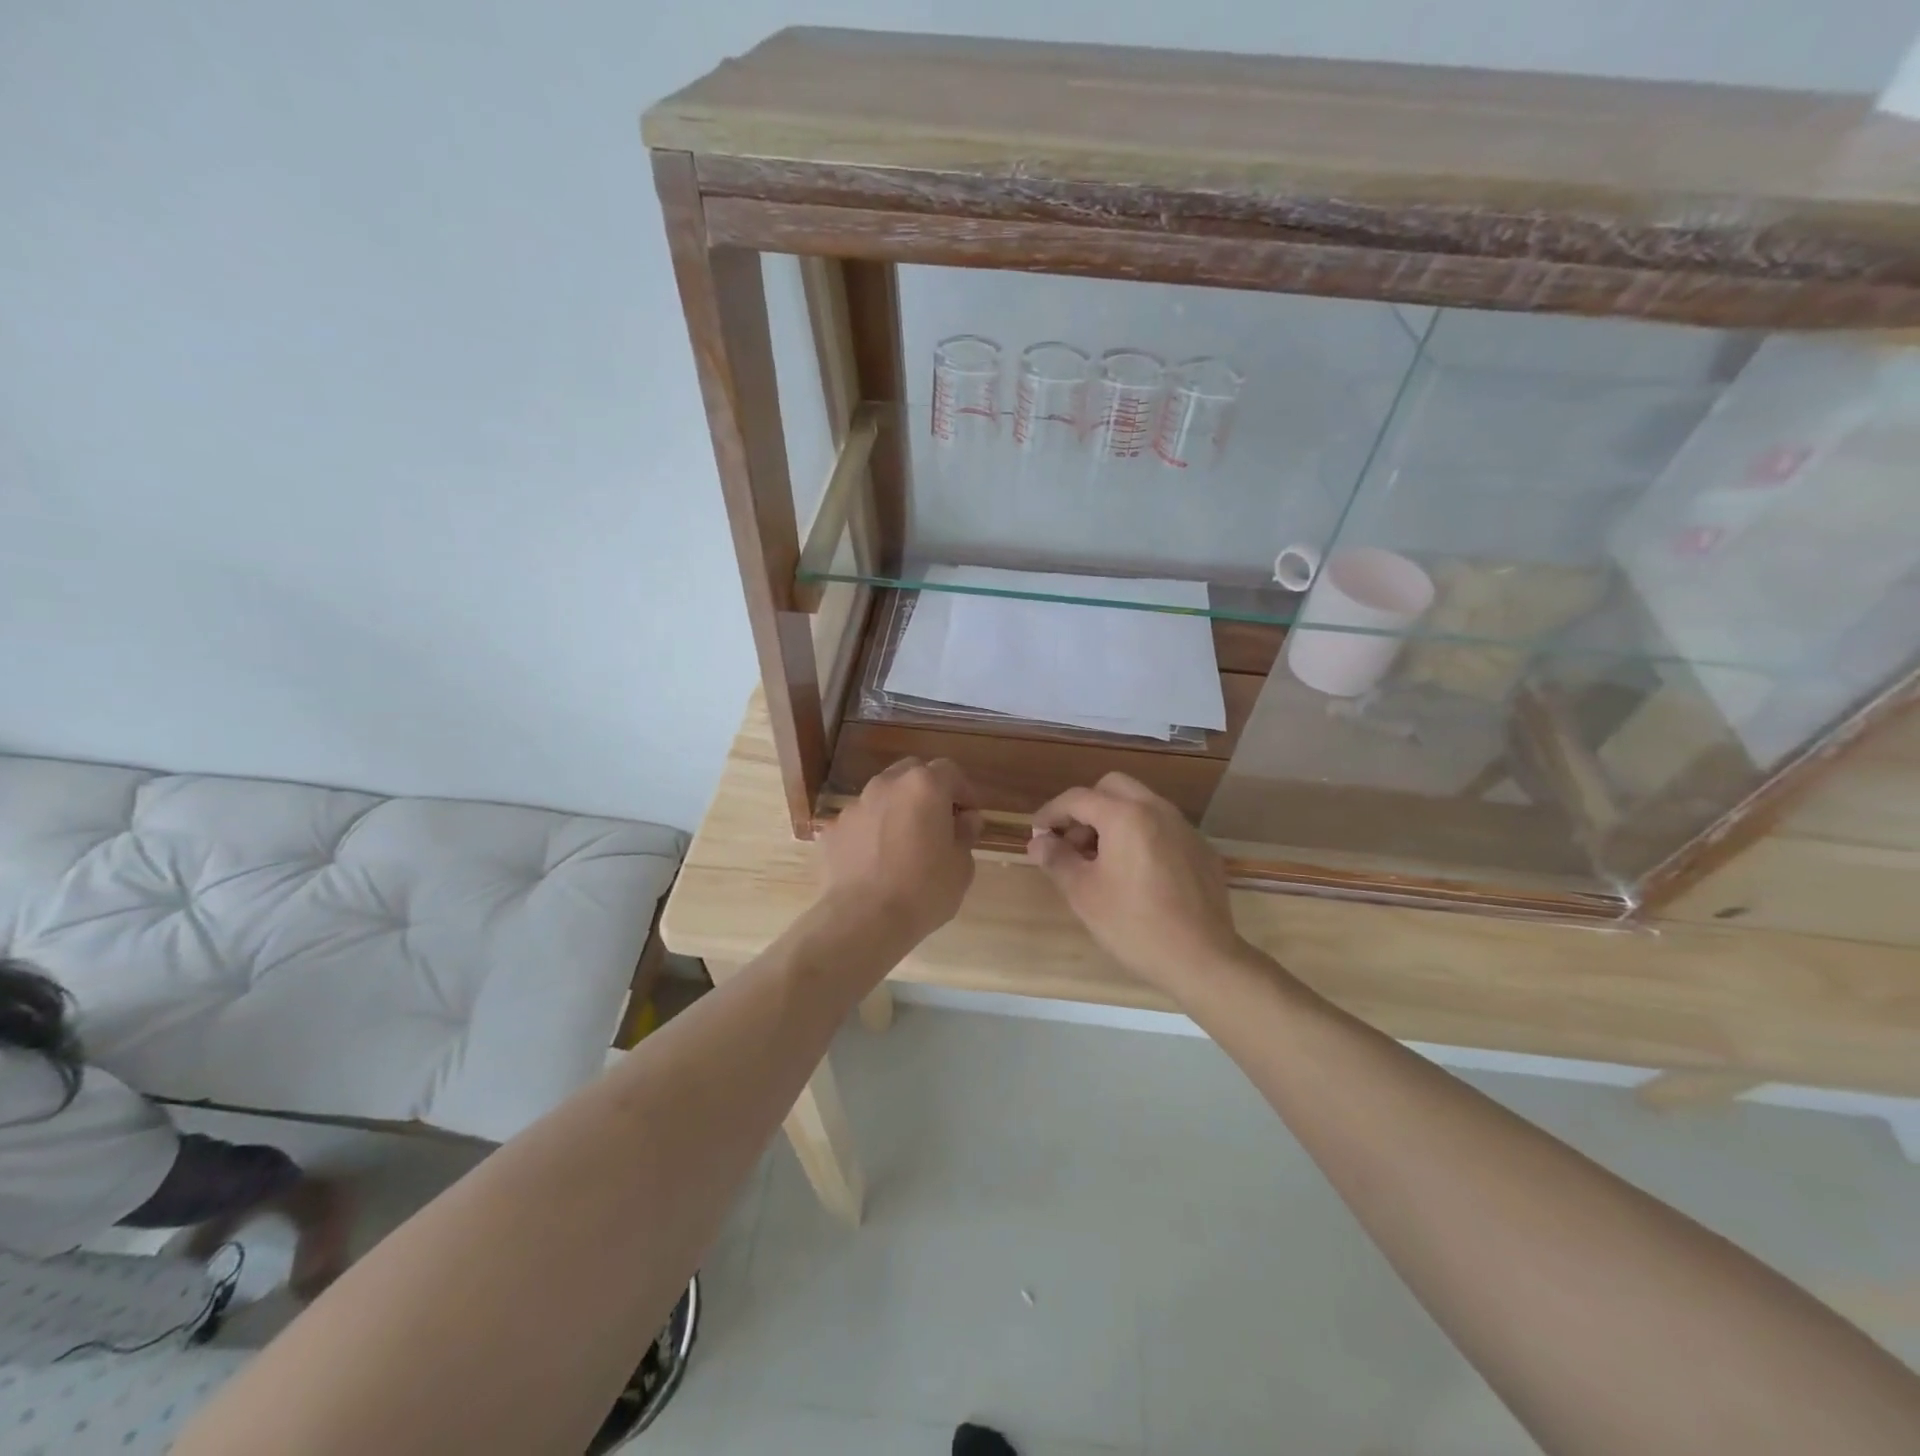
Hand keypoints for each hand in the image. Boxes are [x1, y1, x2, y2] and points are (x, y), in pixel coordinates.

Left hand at [818, 757, 982, 949]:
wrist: (861, 920)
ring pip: (883, 796)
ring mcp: (855, 806)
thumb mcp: (962, 866)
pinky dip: (871, 833)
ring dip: (897, 810)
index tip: (969, 817)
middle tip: (938, 824)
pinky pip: (860, 823)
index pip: (950, 771)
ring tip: (904, 846)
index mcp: (924, 786)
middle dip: (928, 792)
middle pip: (912, 774)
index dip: (963, 792)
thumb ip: (965, 834)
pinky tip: (875, 863)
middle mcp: (887, 785)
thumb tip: (964, 820)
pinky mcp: (832, 829)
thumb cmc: (923, 891)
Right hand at [1027, 772, 1248, 1000]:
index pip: (1078, 798)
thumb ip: (1057, 859)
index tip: (1037, 834)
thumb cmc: (1133, 924)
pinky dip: (1141, 835)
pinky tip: (1136, 873)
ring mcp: (1185, 828)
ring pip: (1141, 804)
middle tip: (1072, 841)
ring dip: (1114, 819)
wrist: (1202, 959)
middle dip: (1086, 807)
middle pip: (1113, 787)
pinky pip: (1163, 827)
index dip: (1051, 813)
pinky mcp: (1202, 849)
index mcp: (1125, 815)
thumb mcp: (1083, 893)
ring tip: (1100, 859)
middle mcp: (1157, 809)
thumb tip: (1039, 842)